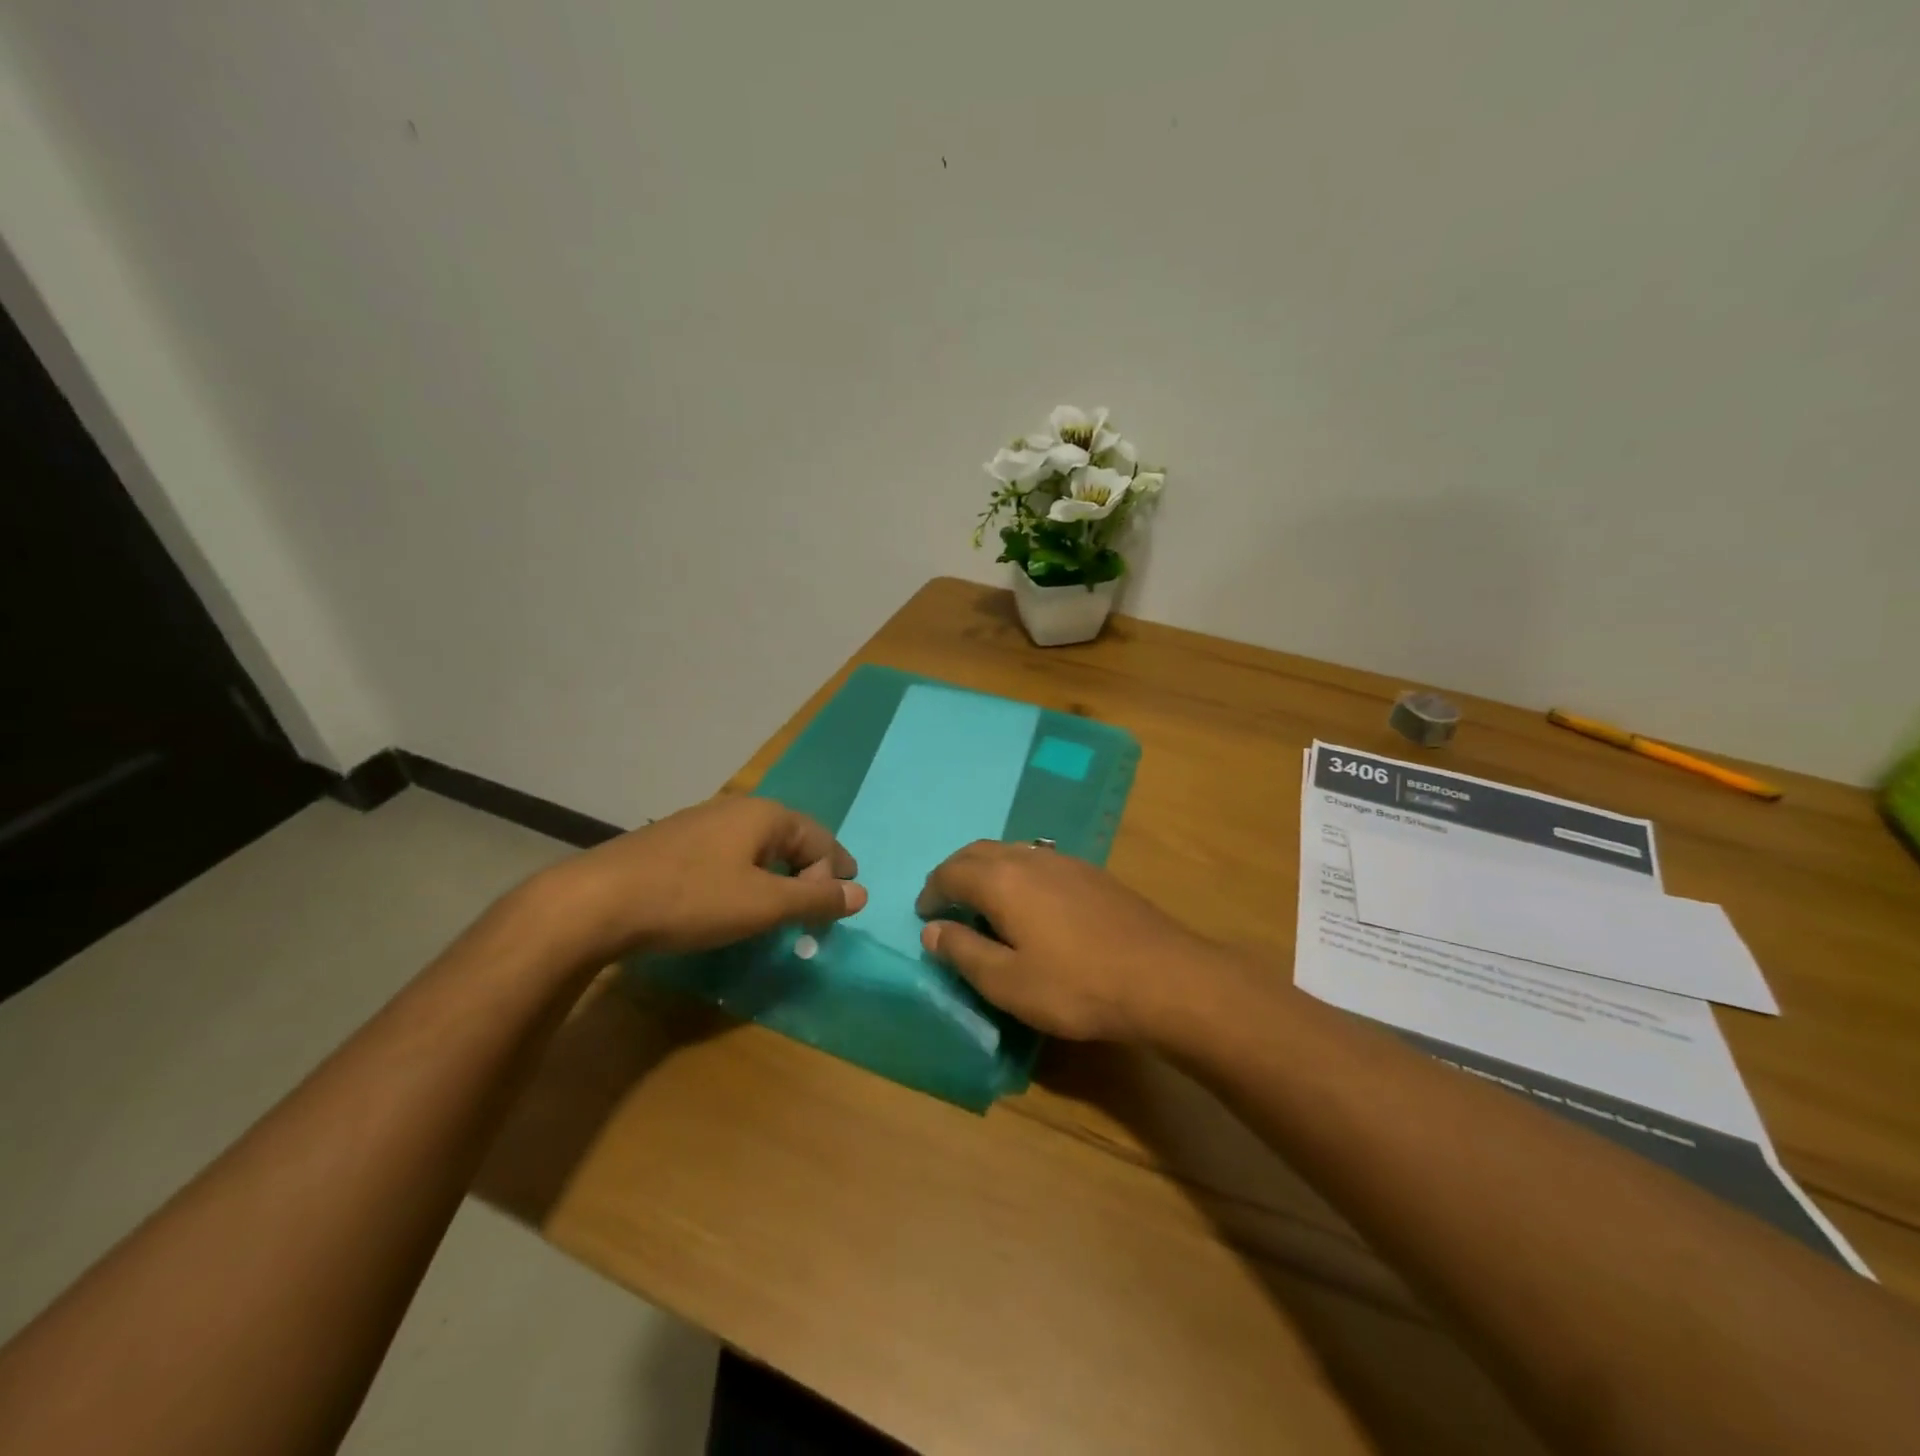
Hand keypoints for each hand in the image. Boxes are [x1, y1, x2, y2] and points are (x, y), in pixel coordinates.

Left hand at [533, 796, 865, 964]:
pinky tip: (734, 899)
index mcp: (766, 815)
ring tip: (780, 906)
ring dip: (778, 875)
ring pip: (758, 846)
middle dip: (809, 872)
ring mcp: (702, 822)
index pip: (820, 839)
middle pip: (791, 837)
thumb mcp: (763, 905)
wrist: (596, 901)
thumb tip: (861, 895)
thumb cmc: (692, 899)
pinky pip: (730, 854)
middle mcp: (737, 808)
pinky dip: (747, 876)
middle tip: (817, 907)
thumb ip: (814, 899)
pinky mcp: (674, 842)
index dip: (836, 873)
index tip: (839, 908)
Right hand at [915, 841, 1233, 1044]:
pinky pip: (1038, 860)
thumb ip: (964, 952)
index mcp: (1002, 880)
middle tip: (946, 902)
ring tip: (984, 902)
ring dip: (988, 869)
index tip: (925, 914)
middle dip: (956, 872)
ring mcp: (1065, 861)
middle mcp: (1030, 858)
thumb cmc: (1076, 986)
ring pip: (1012, 851)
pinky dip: (1017, 873)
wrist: (1163, 976)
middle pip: (980, 852)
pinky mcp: (1092, 873)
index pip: (951, 872)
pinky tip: (1030, 903)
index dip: (932, 891)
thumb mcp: (1008, 983)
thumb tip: (932, 930)